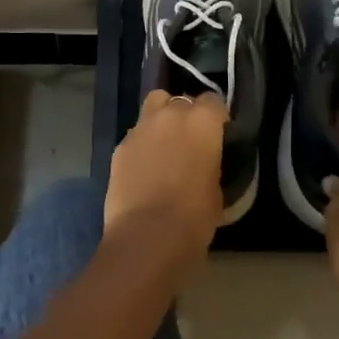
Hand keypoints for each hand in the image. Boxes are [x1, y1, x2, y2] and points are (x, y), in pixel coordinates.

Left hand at [103, 90, 225, 280]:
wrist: (146, 238)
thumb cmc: (193, 219)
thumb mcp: (216, 191)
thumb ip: (210, 164)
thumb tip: (203, 163)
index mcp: (201, 123)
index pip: (213, 101)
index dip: (216, 116)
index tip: (218, 133)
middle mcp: (170, 115)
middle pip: (180, 99)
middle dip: (185, 115)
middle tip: (190, 141)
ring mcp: (140, 128)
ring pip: (153, 108)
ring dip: (161, 122)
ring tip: (164, 148)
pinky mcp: (119, 147)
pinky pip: (135, 136)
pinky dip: (142, 145)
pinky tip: (144, 169)